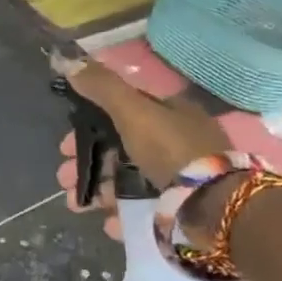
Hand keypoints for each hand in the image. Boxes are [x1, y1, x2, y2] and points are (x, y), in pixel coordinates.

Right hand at [54, 60, 228, 242]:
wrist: (217, 206)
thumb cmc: (173, 150)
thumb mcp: (133, 111)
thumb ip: (102, 87)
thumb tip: (66, 58)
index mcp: (170, 112)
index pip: (121, 111)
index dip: (88, 125)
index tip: (64, 145)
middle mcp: (176, 141)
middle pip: (119, 148)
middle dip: (87, 162)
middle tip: (64, 177)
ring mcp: (180, 176)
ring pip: (127, 179)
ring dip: (98, 190)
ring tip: (77, 204)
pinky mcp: (181, 207)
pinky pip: (144, 207)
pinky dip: (122, 213)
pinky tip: (108, 222)